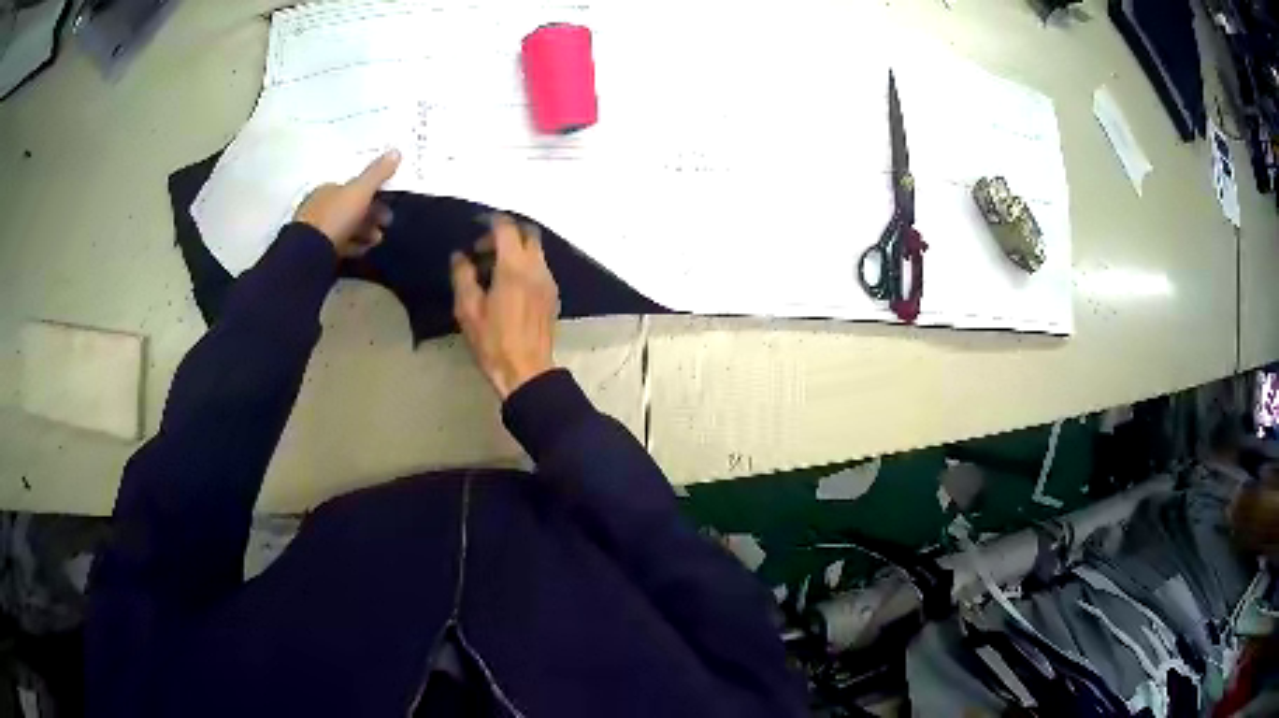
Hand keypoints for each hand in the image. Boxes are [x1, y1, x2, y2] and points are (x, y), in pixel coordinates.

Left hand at [294, 150, 400, 257]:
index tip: (387, 205)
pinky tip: (362, 251)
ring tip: (376, 241)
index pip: (353, 188)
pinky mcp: (316, 250)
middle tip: (386, 225)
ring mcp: (316, 230)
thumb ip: (377, 173)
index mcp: (328, 189)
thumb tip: (396, 151)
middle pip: (350, 209)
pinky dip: (353, 246)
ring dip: (364, 232)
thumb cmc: (335, 217)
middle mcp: (319, 206)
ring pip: (345, 227)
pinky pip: (339, 245)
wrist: (309, 254)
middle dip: (370, 216)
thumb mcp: (360, 192)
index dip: (372, 195)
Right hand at [450, 214, 558, 398]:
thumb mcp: (467, 310)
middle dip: (506, 233)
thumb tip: (460, 256)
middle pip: (527, 233)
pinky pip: (540, 267)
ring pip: (536, 251)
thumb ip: (463, 276)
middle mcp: (536, 268)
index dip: (490, 221)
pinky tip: (509, 285)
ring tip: (492, 270)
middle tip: (484, 249)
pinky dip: (525, 264)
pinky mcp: (553, 296)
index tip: (475, 225)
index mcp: (514, 267)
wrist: (526, 371)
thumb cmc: (493, 342)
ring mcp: (549, 282)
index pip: (507, 228)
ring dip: (516, 250)